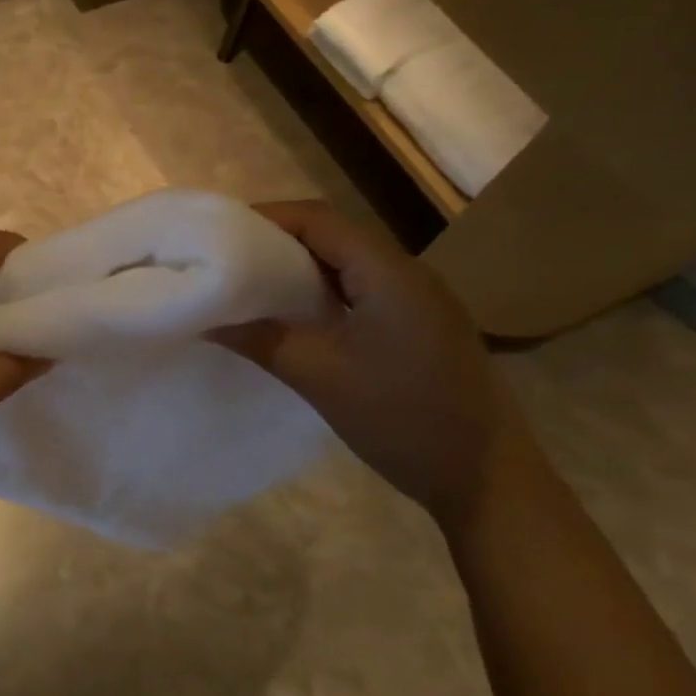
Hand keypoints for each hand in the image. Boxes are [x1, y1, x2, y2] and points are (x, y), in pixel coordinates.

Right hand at [214, 201, 538, 532]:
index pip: (318, 220)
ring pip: (348, 264)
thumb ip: (260, 340)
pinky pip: (363, 290)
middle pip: (333, 236)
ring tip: (250, 284)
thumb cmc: (402, 419)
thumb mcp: (320, 378)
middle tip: (225, 259)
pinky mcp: (421, 325)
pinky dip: (323, 292)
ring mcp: (420, 300)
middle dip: (277, 240)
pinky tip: (297, 316)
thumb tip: (207, 319)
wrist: (488, 478)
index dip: (266, 218)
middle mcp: (407, 273)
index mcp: (388, 273)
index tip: (218, 234)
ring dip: (300, 268)